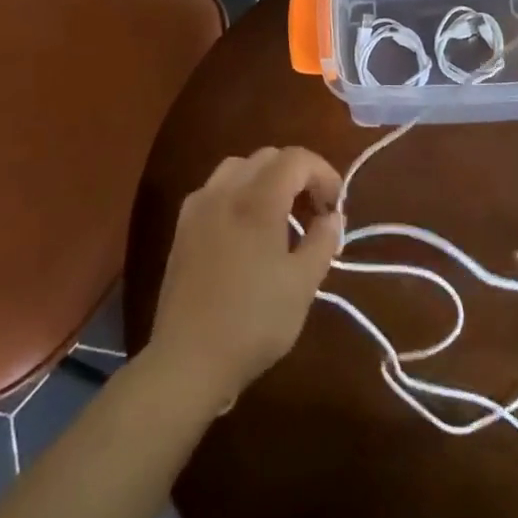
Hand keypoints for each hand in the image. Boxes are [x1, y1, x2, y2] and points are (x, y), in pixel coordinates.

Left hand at [145, 147, 343, 409]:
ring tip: (281, 215)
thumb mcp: (303, 285)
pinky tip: (246, 229)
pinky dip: (239, 193)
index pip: (295, 159)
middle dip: (297, 174)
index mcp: (257, 201)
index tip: (335, 207)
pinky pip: (215, 189)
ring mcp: (198, 208)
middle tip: (314, 210)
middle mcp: (224, 192)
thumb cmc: (254, 322)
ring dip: (266, 179)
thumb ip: (323, 240)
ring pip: (237, 167)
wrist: (188, 360)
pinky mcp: (182, 229)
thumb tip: (333, 215)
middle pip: (267, 157)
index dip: (323, 173)